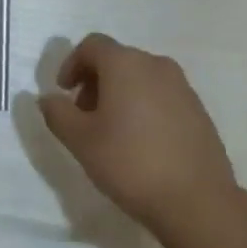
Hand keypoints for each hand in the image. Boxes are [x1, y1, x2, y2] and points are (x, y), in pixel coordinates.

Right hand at [39, 33, 236, 235]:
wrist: (198, 202)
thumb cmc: (131, 163)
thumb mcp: (81, 141)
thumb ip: (58, 114)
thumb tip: (47, 98)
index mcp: (125, 63)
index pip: (92, 45)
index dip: (72, 64)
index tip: (63, 93)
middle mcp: (155, 64)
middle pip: (117, 60)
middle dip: (95, 82)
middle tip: (84, 116)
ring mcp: (182, 86)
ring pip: (140, 78)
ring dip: (120, 95)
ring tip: (112, 133)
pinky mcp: (199, 110)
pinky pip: (162, 96)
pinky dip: (144, 107)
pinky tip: (142, 143)